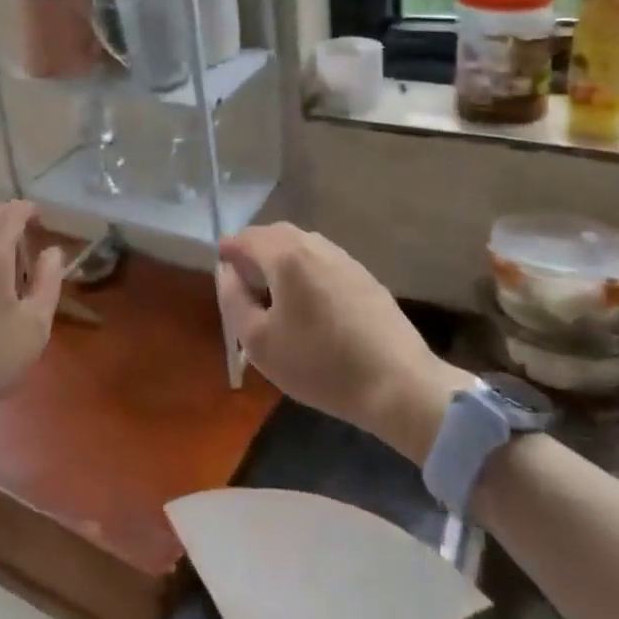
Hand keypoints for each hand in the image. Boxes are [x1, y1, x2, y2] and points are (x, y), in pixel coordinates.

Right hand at [217, 223, 468, 462]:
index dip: (229, 250)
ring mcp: (344, 259)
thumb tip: (227, 272)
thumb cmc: (320, 364)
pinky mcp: (365, 276)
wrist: (398, 384)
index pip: (247, 238)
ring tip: (273, 290)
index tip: (220, 267)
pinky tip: (308, 300)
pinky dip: (305, 269)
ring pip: (302, 245)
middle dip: (254, 249)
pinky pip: (323, 260)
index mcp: (286, 256)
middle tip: (243, 278)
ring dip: (281, 258)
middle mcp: (315, 246)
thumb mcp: (259, 342)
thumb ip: (233, 300)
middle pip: (275, 234)